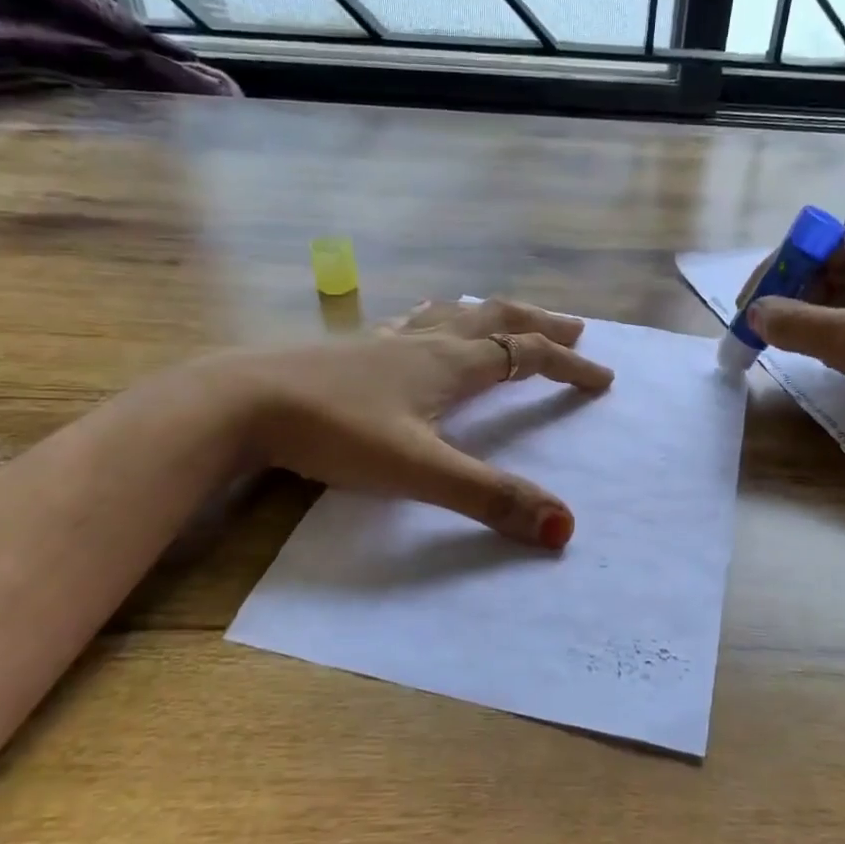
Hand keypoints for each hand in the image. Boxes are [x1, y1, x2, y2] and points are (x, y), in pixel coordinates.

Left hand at [200, 297, 612, 548]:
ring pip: (455, 315)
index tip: (603, 378)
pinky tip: (422, 329)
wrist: (241, 402)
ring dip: (494, 316)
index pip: (526, 355)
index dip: (568, 366)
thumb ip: (489, 498)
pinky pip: (415, 324)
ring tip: (509, 319)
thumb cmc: (335, 431)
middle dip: (541, 325)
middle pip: (497, 319)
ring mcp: (387, 341)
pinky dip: (442, 320)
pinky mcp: (354, 350)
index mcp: (450, 364)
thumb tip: (563, 528)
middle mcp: (426, 342)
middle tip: (574, 329)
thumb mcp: (419, 471)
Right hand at [740, 222, 844, 441]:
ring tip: (797, 350)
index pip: (812, 244)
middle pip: (828, 267)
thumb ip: (795, 324)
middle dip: (794, 300)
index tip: (750, 311)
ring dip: (817, 318)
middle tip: (767, 336)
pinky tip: (834, 356)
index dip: (774, 274)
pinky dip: (844, 329)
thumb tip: (754, 314)